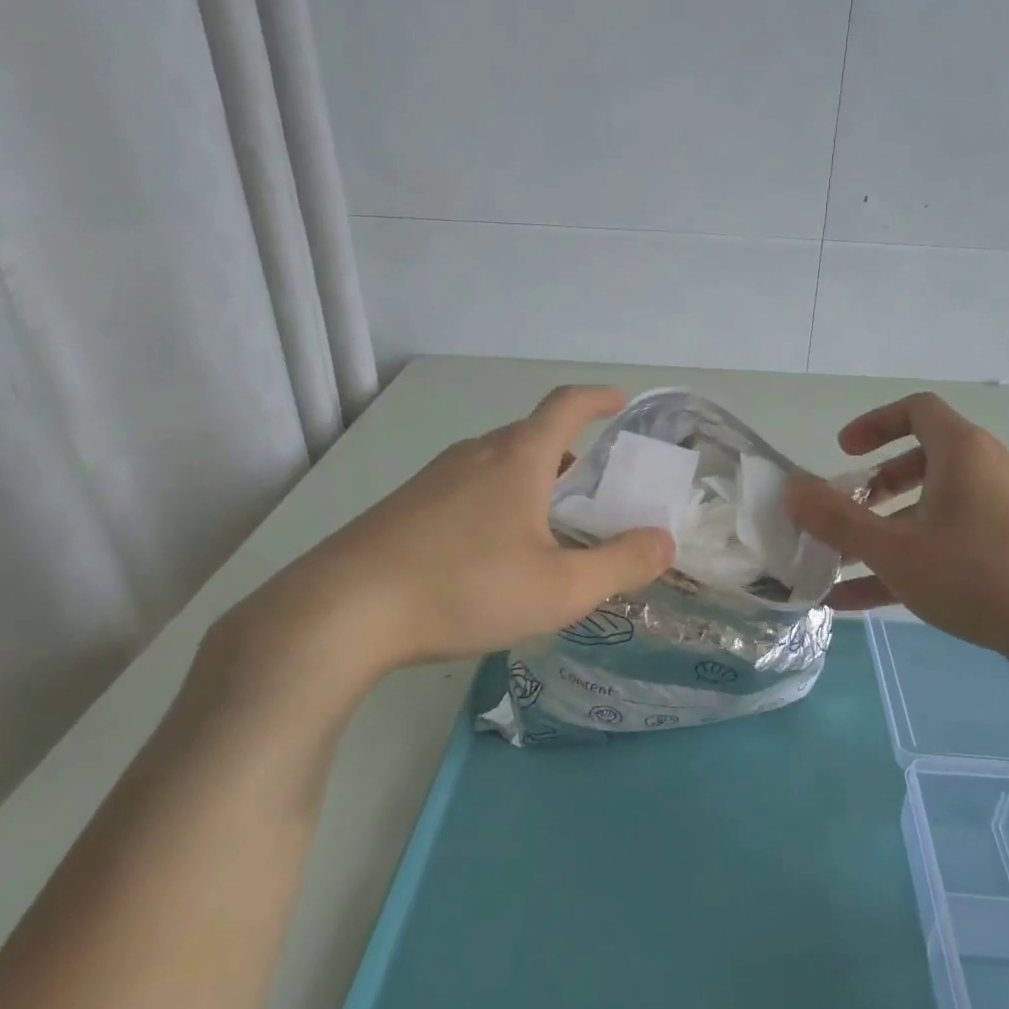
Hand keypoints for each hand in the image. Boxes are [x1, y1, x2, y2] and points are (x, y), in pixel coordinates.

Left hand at [212, 386, 673, 708]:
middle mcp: (475, 454)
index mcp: (517, 458)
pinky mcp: (406, 506)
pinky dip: (498, 501)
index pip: (565, 405)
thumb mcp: (560, 588)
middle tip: (593, 490)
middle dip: (569, 454)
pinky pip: (468, 488)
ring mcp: (434, 478)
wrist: (345, 610)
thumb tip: (663, 541)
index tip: (620, 401)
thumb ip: (619, 563)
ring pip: (497, 464)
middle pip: (532, 437)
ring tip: (548, 524)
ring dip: (532, 481)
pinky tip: (492, 551)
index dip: (598, 397)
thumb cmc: (465, 588)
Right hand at [783, 392, 1008, 683]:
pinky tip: (872, 602)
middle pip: (926, 459)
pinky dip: (918, 557)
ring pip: (939, 507)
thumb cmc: (978, 576)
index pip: (916, 409)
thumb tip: (791, 490)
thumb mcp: (896, 551)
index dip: (873, 423)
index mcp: (964, 453)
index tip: (843, 453)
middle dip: (878, 486)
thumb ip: (838, 520)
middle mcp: (992, 470)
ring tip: (849, 567)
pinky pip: (959, 540)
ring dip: (891, 530)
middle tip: (850, 511)